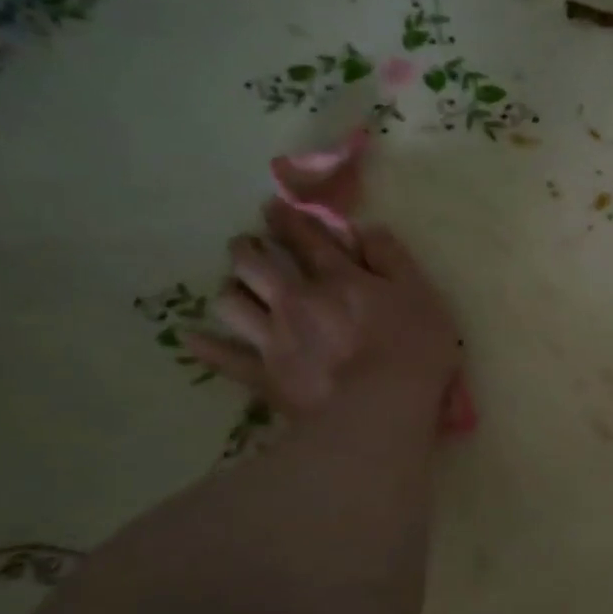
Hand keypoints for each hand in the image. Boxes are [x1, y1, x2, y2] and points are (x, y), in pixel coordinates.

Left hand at [187, 201, 460, 426]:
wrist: (380, 407)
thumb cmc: (413, 348)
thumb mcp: (420, 294)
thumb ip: (393, 258)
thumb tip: (366, 229)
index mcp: (338, 278)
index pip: (308, 238)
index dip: (289, 219)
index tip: (273, 207)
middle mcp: (297, 299)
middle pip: (255, 264)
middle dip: (247, 249)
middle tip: (247, 246)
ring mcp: (275, 337)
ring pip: (233, 302)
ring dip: (231, 290)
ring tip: (236, 289)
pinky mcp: (264, 374)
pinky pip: (225, 357)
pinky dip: (207, 346)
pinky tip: (192, 337)